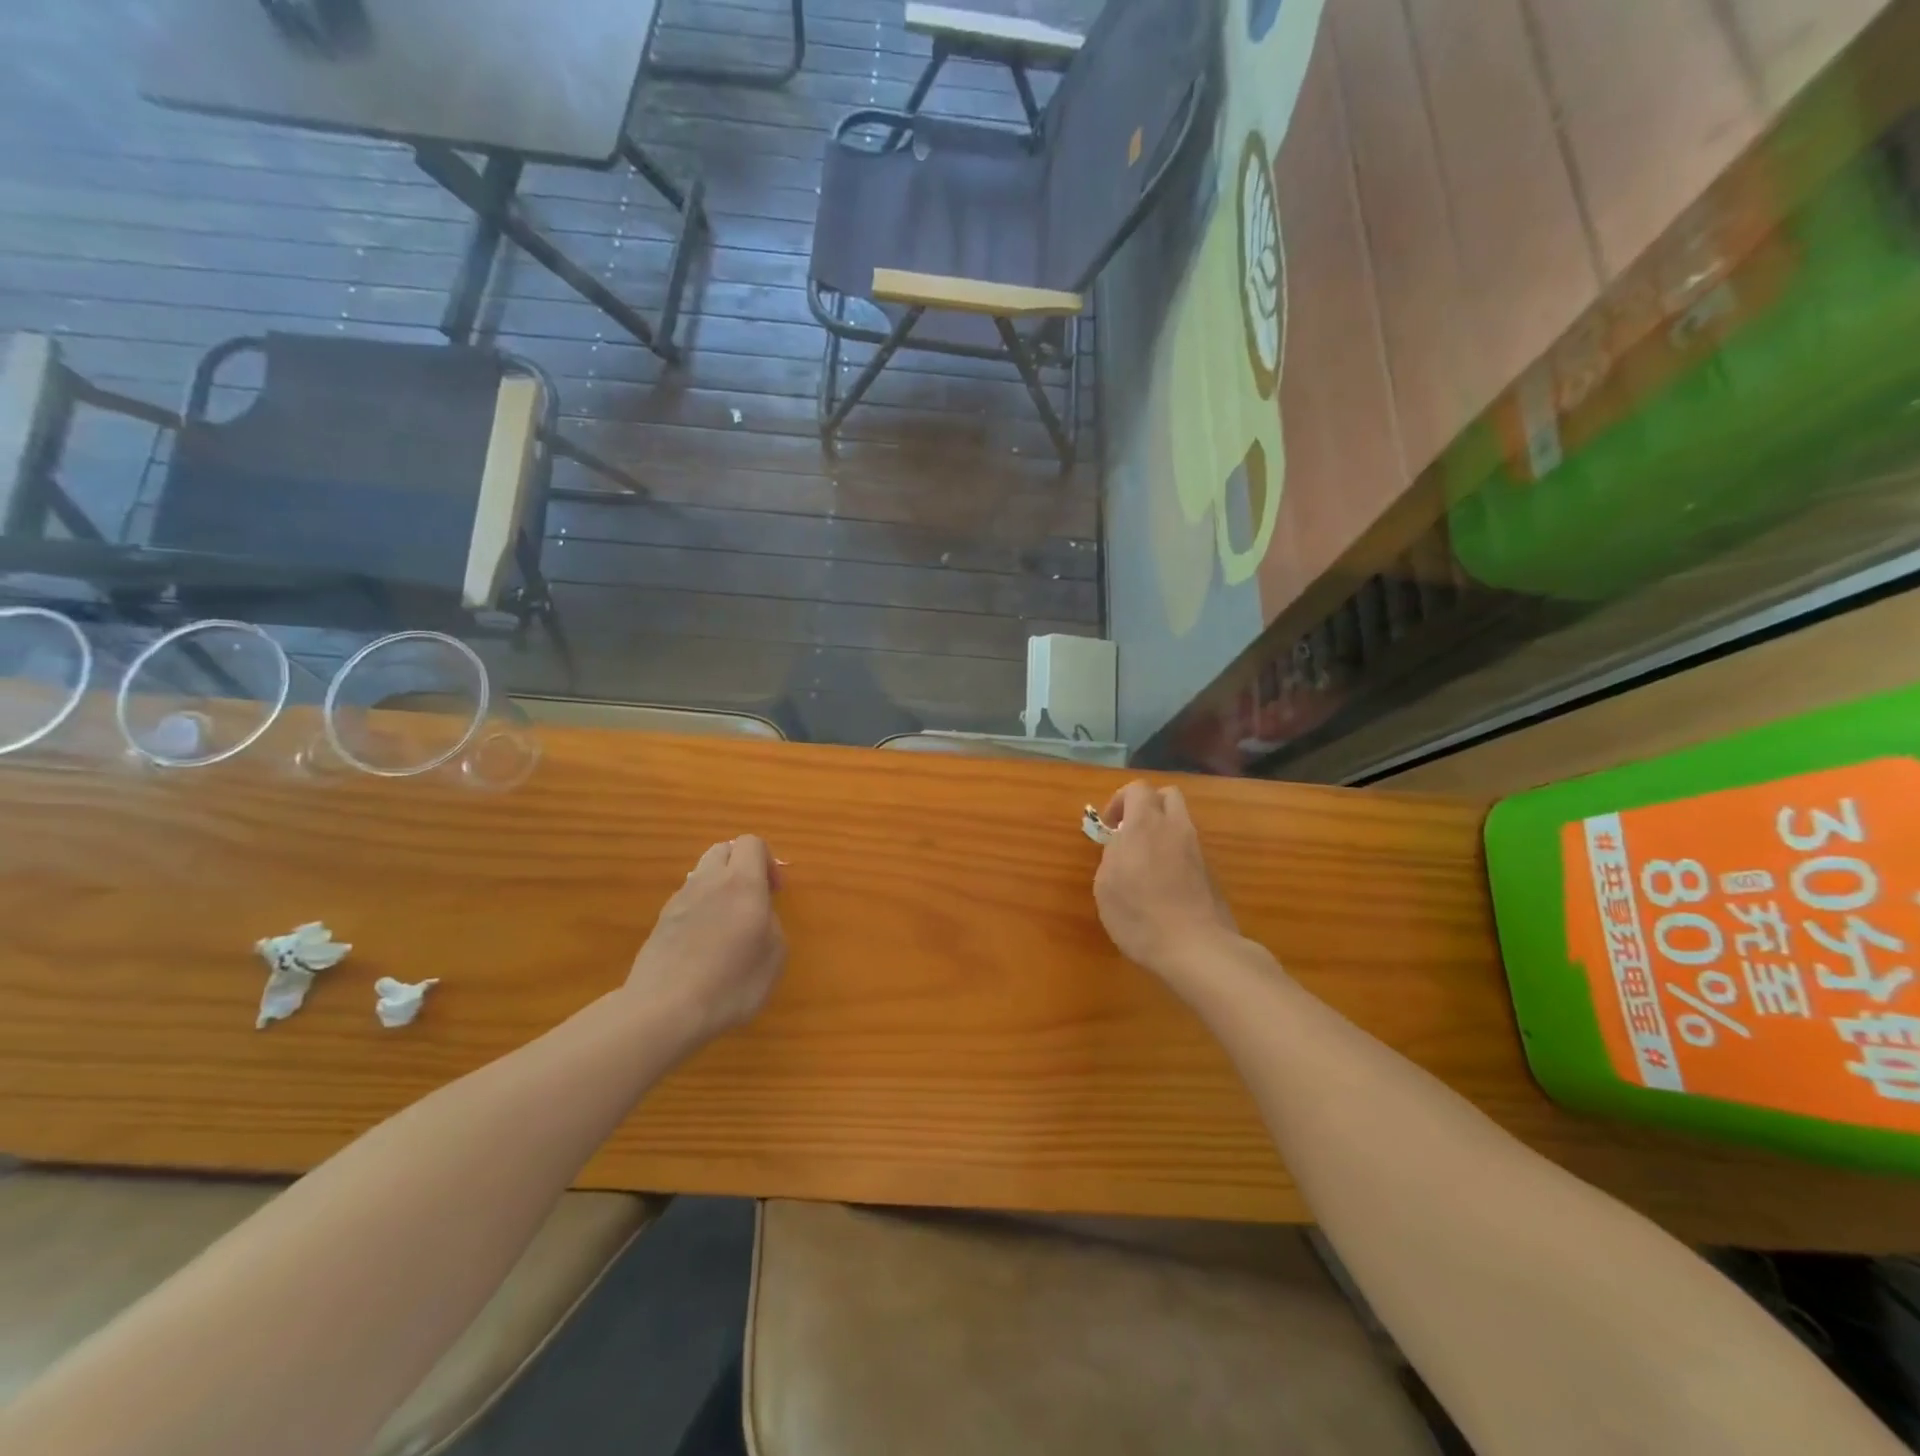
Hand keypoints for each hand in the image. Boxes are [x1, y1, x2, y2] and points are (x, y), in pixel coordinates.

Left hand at [626, 836, 786, 1043]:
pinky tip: (703, 944)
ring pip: (702, 873)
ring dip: (719, 886)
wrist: (664, 1011)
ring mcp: (680, 900)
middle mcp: (709, 881)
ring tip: (728, 923)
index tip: (775, 892)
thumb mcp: (774, 956)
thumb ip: (772, 922)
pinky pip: (687, 899)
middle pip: (723, 850)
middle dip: (741, 865)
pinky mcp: (660, 922)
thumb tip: (760, 913)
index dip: (768, 861)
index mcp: (742, 883)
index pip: (752, 843)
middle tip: (753, 899)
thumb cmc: (730, 983)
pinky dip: (700, 909)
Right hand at [1093, 782, 1239, 983]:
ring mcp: (1197, 849)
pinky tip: (1163, 884)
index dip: (1120, 801)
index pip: (1137, 789)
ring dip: (1162, 831)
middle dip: (1147, 806)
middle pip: (1167, 796)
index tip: (1109, 827)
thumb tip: (1120, 846)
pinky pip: (1189, 848)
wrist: (1196, 947)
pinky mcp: (1210, 872)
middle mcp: (1174, 828)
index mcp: (1145, 824)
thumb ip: (1111, 855)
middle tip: (1130, 833)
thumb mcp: (1106, 886)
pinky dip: (1175, 854)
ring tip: (1145, 862)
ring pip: (1180, 822)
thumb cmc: (1139, 915)